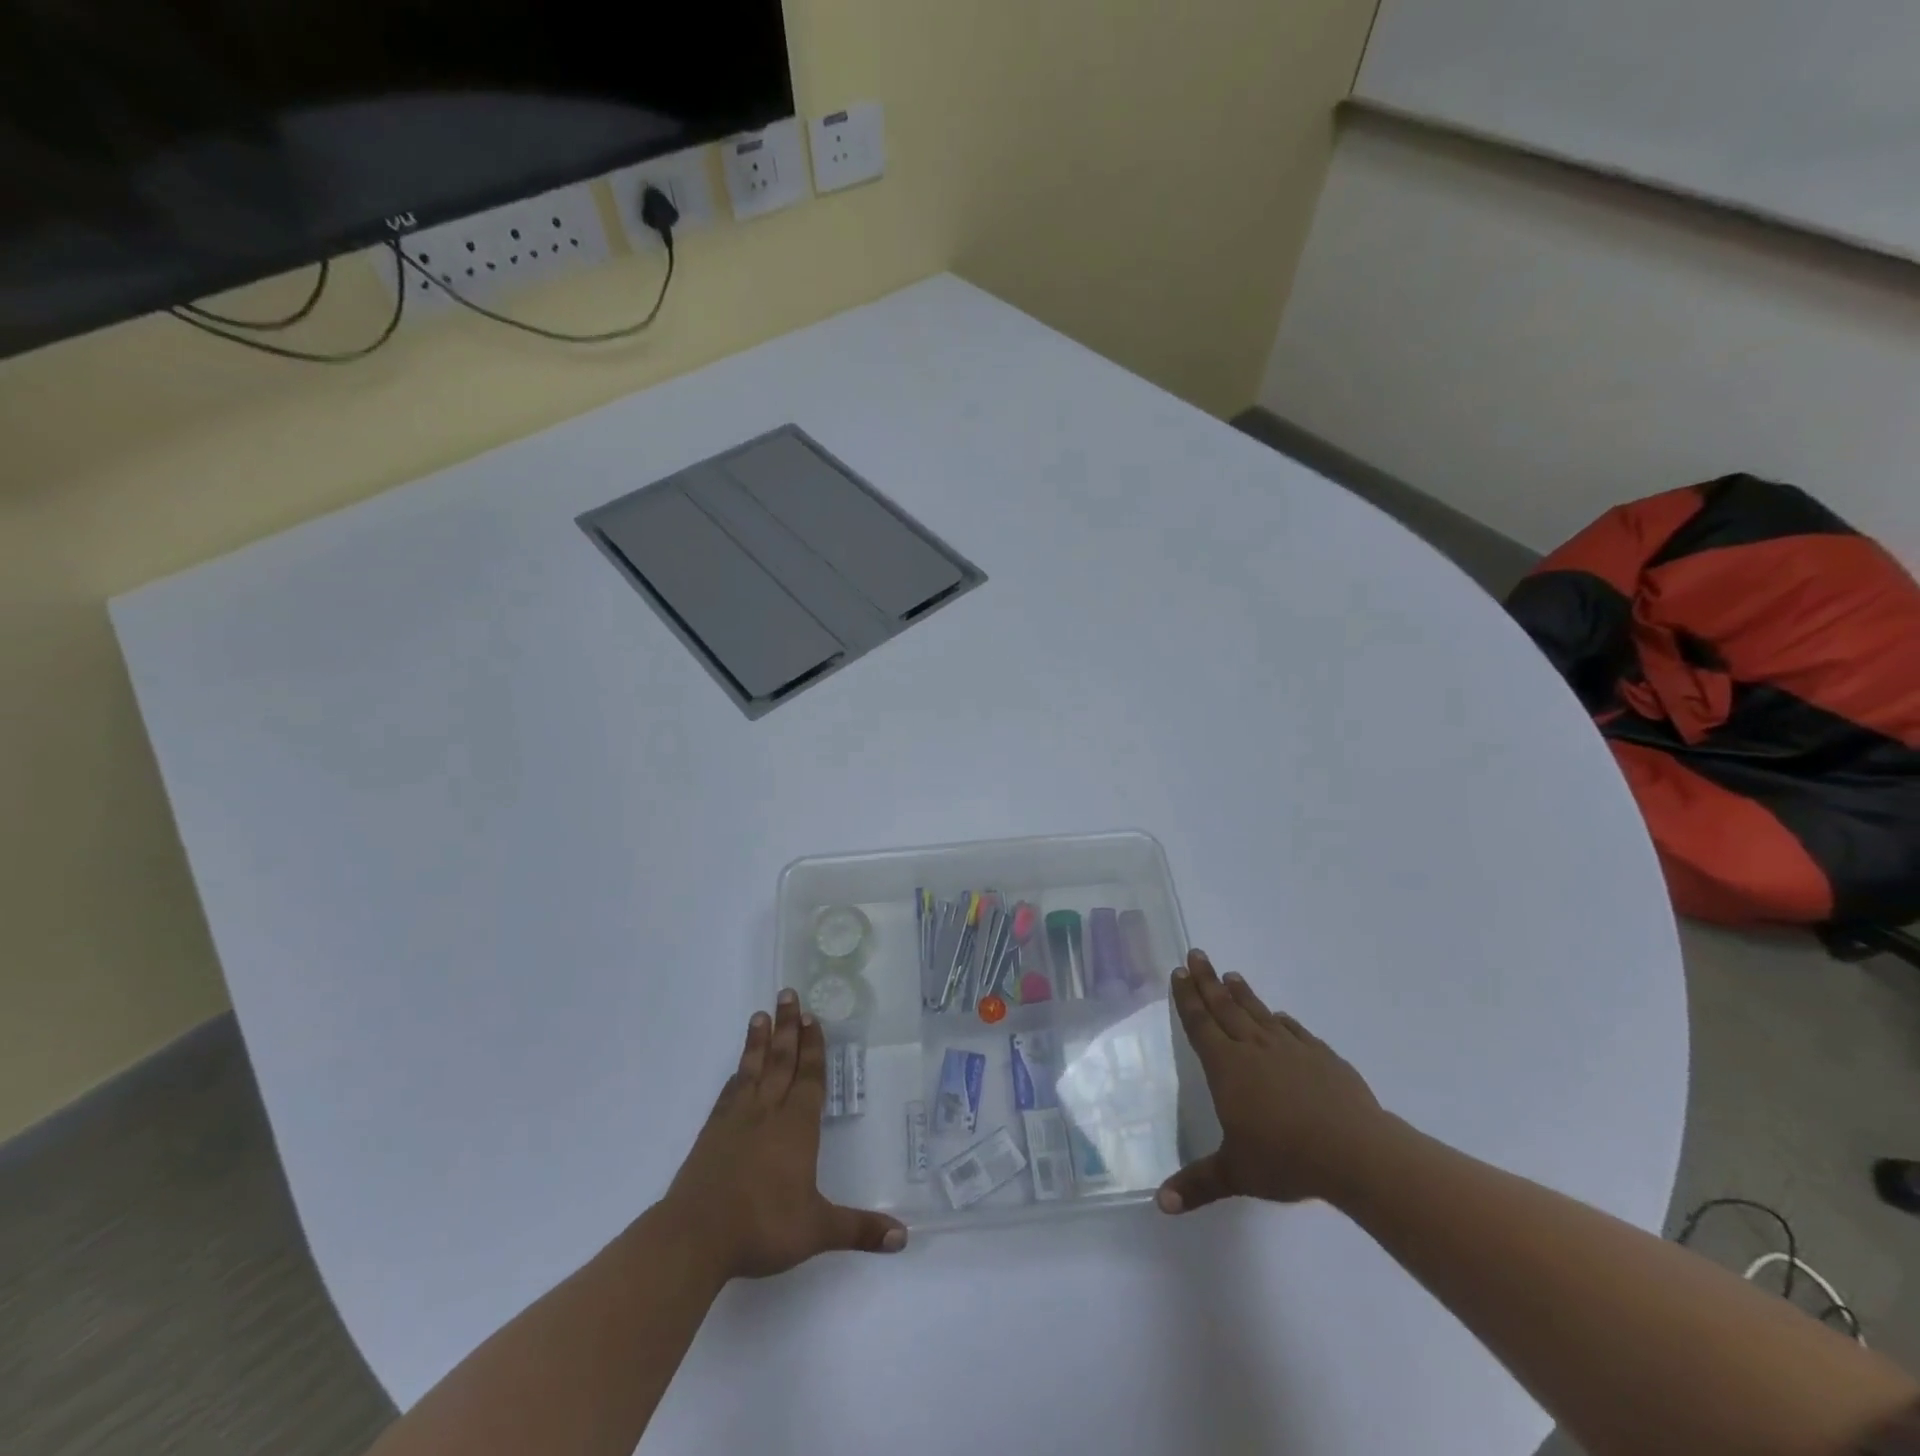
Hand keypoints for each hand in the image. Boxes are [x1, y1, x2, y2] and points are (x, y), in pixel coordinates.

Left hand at [658, 989, 906, 1279]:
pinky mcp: (711, 1134)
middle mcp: (768, 1113)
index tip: (812, 1016)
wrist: (694, 1238)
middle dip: (788, 1028)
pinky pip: (729, 1093)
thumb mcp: (817, 1230)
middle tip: (788, 994)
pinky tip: (738, 1070)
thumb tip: (904, 1238)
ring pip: (753, 1070)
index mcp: (796, 1127)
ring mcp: (736, 1121)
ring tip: (761, 1014)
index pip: (809, 1077)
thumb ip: (859, 1229)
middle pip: (781, 1061)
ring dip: (759, 1041)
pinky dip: (737, 1075)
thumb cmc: (762, 1227)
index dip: (813, 1047)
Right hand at [1158, 949, 1386, 1212]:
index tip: (1180, 971)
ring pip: (1258, 1013)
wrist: (1355, 1152)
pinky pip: (1295, 1031)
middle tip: (1198, 954)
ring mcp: (1291, 1049)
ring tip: (1231, 975)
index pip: (1201, 1024)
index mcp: (1227, 1068)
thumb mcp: (1237, 1174)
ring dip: (1242, 993)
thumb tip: (1160, 1205)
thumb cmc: (1287, 1159)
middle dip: (1208, 981)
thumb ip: (1199, 1183)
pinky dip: (1282, 1020)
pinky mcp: (1322, 1057)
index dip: (1188, 998)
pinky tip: (1279, 1016)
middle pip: (1225, 1007)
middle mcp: (1254, 1049)